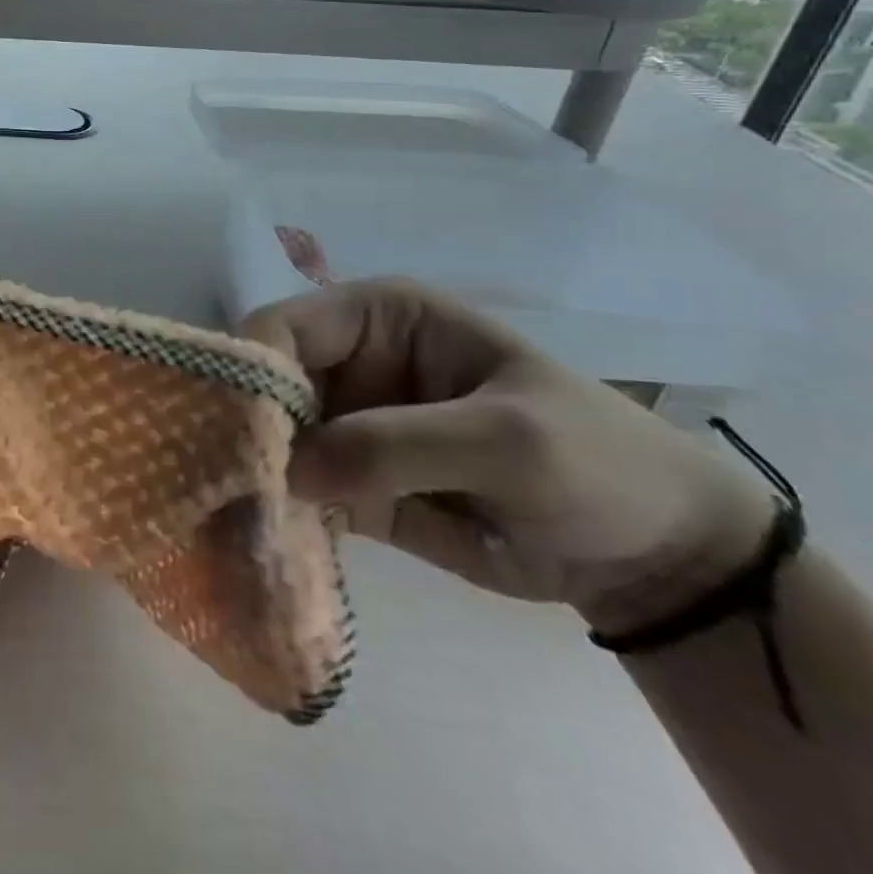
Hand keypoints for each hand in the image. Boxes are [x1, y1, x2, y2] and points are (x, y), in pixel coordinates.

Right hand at [243, 279, 777, 633]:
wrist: (657, 557)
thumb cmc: (595, 463)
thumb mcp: (508, 443)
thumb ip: (394, 446)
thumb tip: (286, 468)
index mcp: (376, 316)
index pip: (283, 327)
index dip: (252, 373)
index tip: (232, 438)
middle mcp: (347, 359)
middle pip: (264, 384)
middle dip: (241, 431)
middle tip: (215, 486)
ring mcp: (346, 421)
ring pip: (270, 438)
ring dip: (249, 476)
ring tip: (223, 519)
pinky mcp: (349, 480)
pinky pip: (295, 488)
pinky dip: (274, 512)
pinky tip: (251, 541)